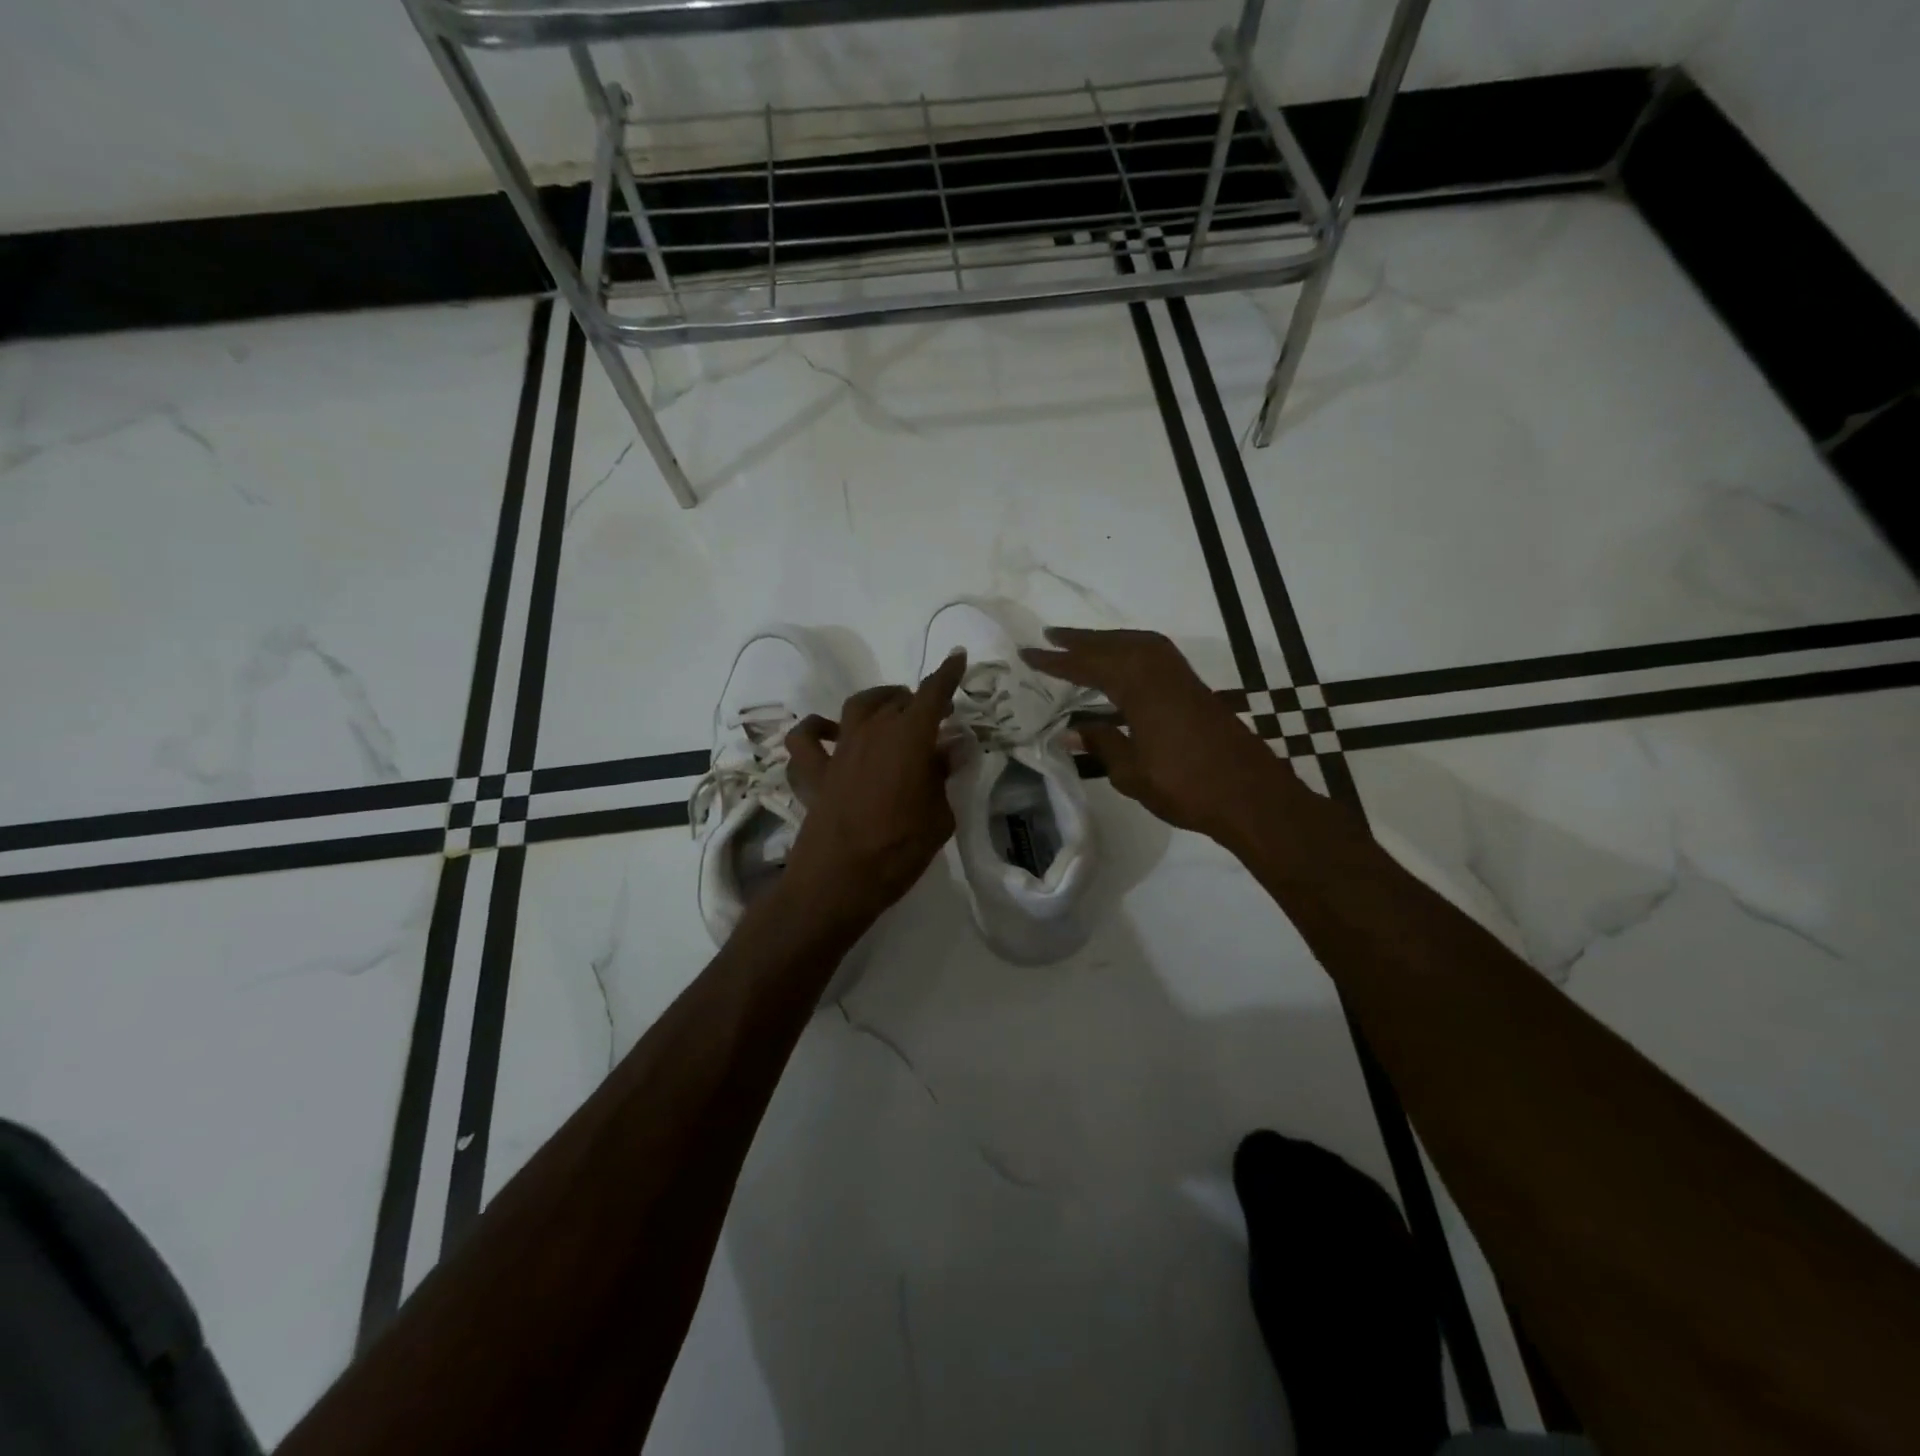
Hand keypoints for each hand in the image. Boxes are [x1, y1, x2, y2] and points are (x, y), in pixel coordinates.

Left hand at [779, 652, 967, 928]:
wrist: (839, 880)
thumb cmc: (899, 849)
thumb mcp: (939, 817)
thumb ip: (943, 778)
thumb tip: (950, 750)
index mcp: (908, 738)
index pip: (932, 694)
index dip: (947, 674)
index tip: (957, 656)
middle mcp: (871, 733)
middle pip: (897, 701)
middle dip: (918, 701)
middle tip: (935, 715)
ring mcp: (839, 751)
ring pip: (856, 708)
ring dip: (877, 703)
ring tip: (890, 711)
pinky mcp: (814, 773)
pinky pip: (806, 742)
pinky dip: (816, 731)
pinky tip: (827, 734)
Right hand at [1022, 628, 1292, 842]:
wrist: (1251, 796)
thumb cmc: (1187, 787)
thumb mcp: (1133, 773)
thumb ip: (1102, 745)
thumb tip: (1071, 731)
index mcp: (1140, 690)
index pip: (1090, 667)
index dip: (1058, 661)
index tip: (1029, 653)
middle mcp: (1161, 673)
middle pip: (1116, 645)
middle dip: (1082, 640)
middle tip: (1051, 635)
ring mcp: (1182, 679)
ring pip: (1139, 645)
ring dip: (1109, 641)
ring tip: (1083, 645)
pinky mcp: (1195, 689)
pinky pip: (1156, 655)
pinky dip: (1132, 651)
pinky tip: (1124, 666)